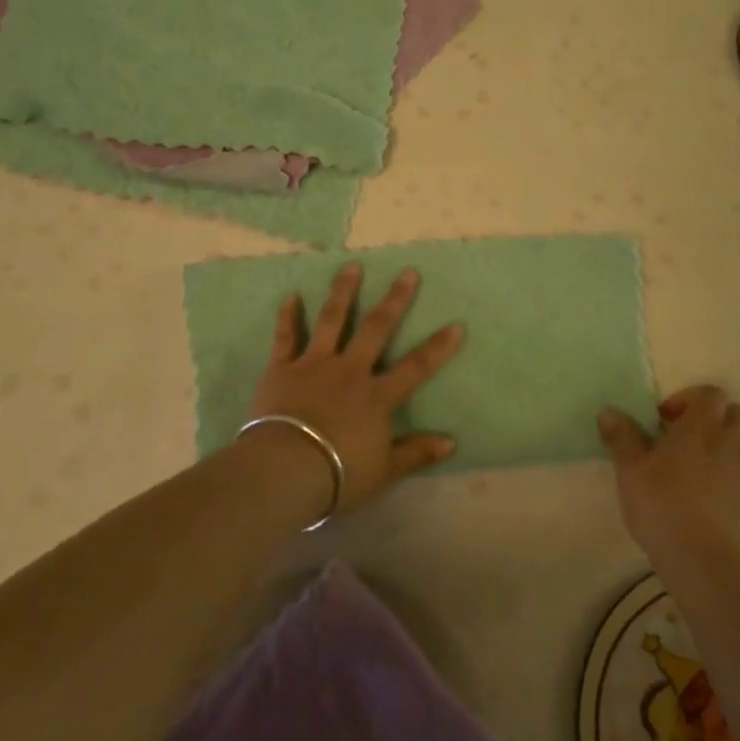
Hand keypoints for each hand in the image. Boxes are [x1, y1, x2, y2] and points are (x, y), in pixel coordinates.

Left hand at [244, 262, 464, 517]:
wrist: (285, 469)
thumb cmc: (338, 474)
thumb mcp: (385, 470)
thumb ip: (416, 452)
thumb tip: (452, 442)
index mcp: (377, 396)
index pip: (416, 367)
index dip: (438, 347)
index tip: (457, 324)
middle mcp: (350, 371)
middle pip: (377, 329)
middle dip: (395, 300)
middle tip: (408, 272)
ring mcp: (314, 365)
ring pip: (332, 321)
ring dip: (344, 292)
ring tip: (352, 266)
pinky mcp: (282, 369)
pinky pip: (286, 338)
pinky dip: (288, 317)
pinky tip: (291, 296)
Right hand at [598, 385, 739, 565]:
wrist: (705, 560)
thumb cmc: (662, 504)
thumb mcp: (630, 469)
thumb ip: (621, 436)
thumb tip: (608, 412)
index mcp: (701, 425)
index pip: (710, 393)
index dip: (689, 399)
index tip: (666, 421)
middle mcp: (732, 440)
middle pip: (735, 413)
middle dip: (714, 421)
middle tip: (687, 442)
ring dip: (731, 447)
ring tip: (706, 470)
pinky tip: (721, 500)